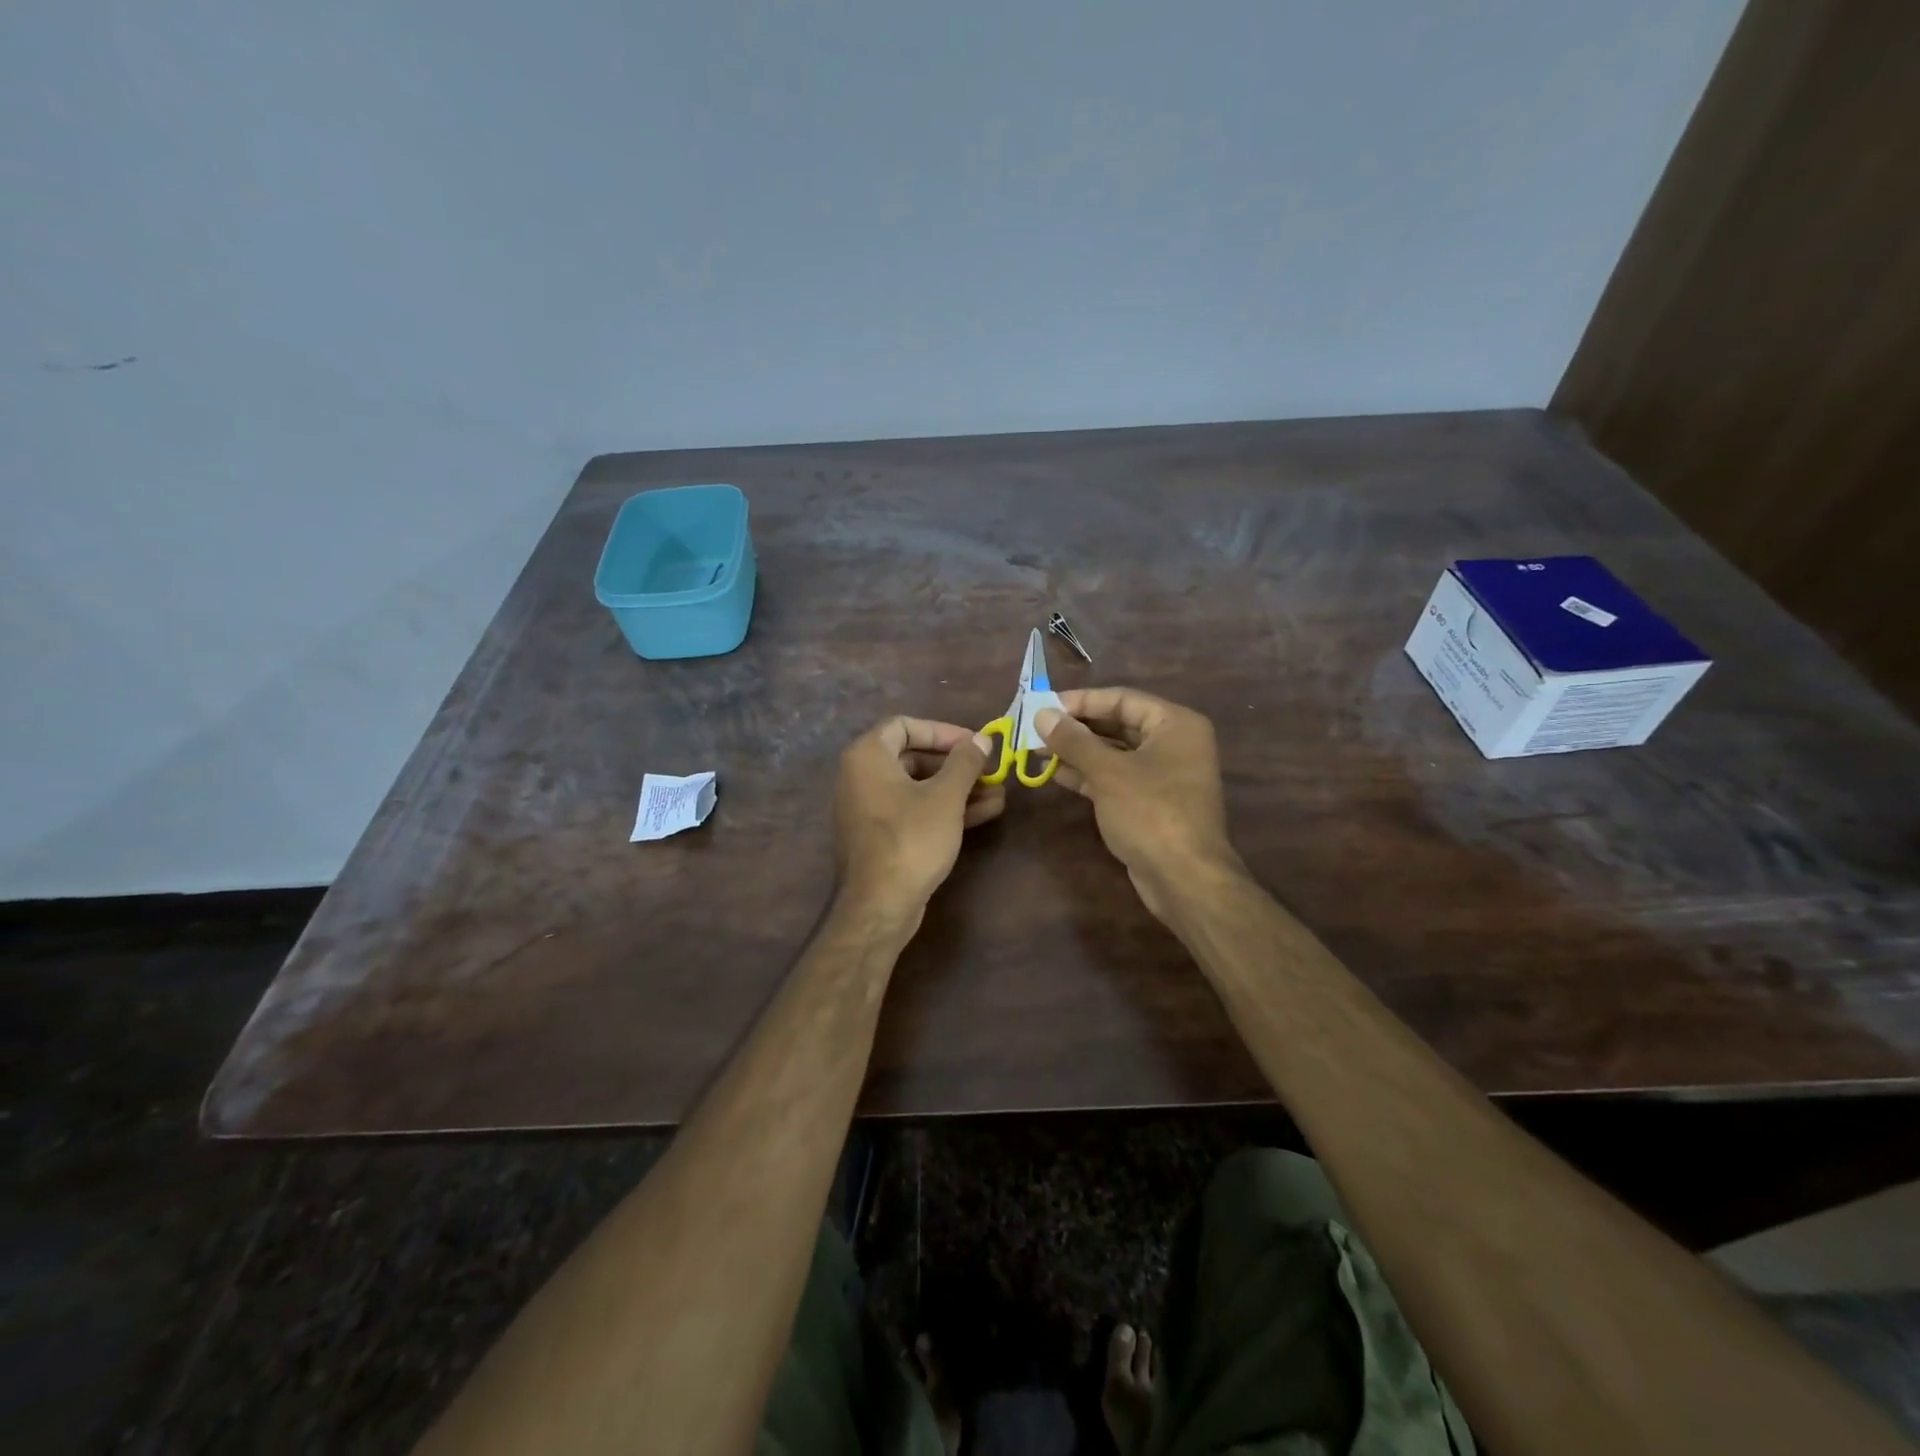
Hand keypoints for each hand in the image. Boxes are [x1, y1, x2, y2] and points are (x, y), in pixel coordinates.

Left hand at [834, 716, 1003, 925]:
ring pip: (919, 787)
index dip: (943, 731)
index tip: (974, 743)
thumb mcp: (946, 796)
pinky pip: (915, 810)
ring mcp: (870, 808)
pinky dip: (946, 809)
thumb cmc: (911, 839)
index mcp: (868, 757)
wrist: (879, 906)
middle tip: (990, 770)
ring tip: (999, 794)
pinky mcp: (882, 836)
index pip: (905, 725)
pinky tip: (985, 813)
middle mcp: (861, 777)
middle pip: (914, 757)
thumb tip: (982, 739)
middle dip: (957, 764)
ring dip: (959, 788)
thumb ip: (965, 762)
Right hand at [1037, 688, 1241, 920]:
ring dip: (1077, 751)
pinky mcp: (1151, 802)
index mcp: (1175, 724)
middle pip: (1117, 724)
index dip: (1080, 701)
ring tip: (1037, 749)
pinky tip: (1055, 772)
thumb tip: (1042, 713)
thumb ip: (1073, 740)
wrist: (1184, 879)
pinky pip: (1116, 777)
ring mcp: (1163, 775)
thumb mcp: (1108, 772)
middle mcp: (1173, 743)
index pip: (1121, 699)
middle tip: (1035, 728)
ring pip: (1114, 753)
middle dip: (1075, 728)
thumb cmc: (1150, 813)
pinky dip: (1088, 774)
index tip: (1043, 705)